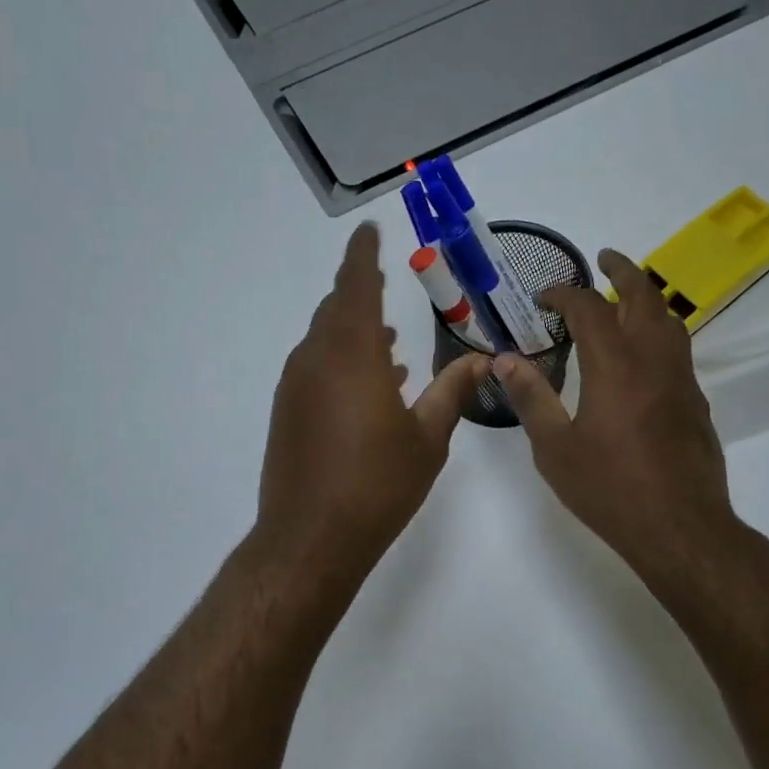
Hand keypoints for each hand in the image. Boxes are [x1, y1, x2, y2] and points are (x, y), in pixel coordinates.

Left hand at [258, 223, 489, 571]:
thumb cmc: (377, 485)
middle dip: (361, 294)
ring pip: (324, 340)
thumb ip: (451, 392)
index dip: (363, 256)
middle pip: (336, 310)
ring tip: (391, 343)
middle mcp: (316, 360)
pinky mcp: (287, 412)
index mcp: (352, 355)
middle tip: (386, 286)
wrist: (311, 537)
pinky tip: (369, 386)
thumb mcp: (427, 438)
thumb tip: (482, 361)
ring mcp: (296, 386)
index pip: (356, 287)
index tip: (368, 231)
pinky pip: (315, 368)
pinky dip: (340, 362)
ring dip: (353, 332)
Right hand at [494, 249, 741, 591]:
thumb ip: (531, 399)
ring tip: (625, 297)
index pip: (591, 309)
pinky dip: (658, 331)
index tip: (544, 296)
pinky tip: (641, 354)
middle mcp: (653, 362)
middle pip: (644, 297)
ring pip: (670, 320)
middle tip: (603, 259)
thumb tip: (505, 361)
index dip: (566, 294)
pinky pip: (678, 349)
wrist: (680, 527)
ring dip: (646, 298)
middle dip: (622, 272)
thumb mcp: (555, 448)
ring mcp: (681, 380)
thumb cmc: (609, 489)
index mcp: (615, 367)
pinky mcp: (695, 402)